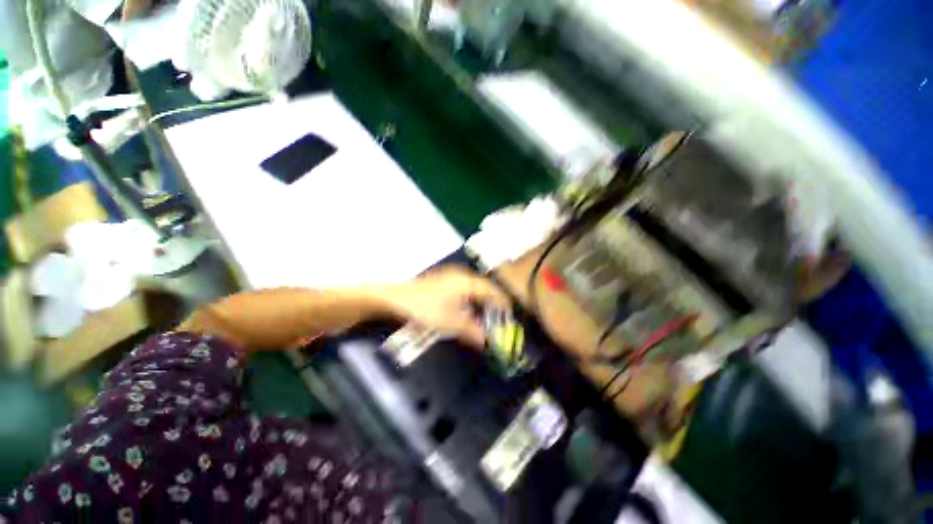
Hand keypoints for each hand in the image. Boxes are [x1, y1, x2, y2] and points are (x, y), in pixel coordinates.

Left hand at [387, 265, 510, 348]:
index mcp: (467, 282)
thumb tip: (486, 341)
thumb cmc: (425, 308)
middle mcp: (461, 276)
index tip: (509, 316)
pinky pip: (463, 290)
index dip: (502, 303)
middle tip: (497, 321)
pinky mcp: (442, 282)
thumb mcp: (450, 322)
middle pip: (484, 289)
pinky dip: (469, 301)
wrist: (396, 299)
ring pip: (473, 290)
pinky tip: (466, 313)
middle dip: (491, 305)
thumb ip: (471, 331)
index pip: (492, 291)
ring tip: (483, 319)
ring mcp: (450, 277)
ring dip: (480, 304)